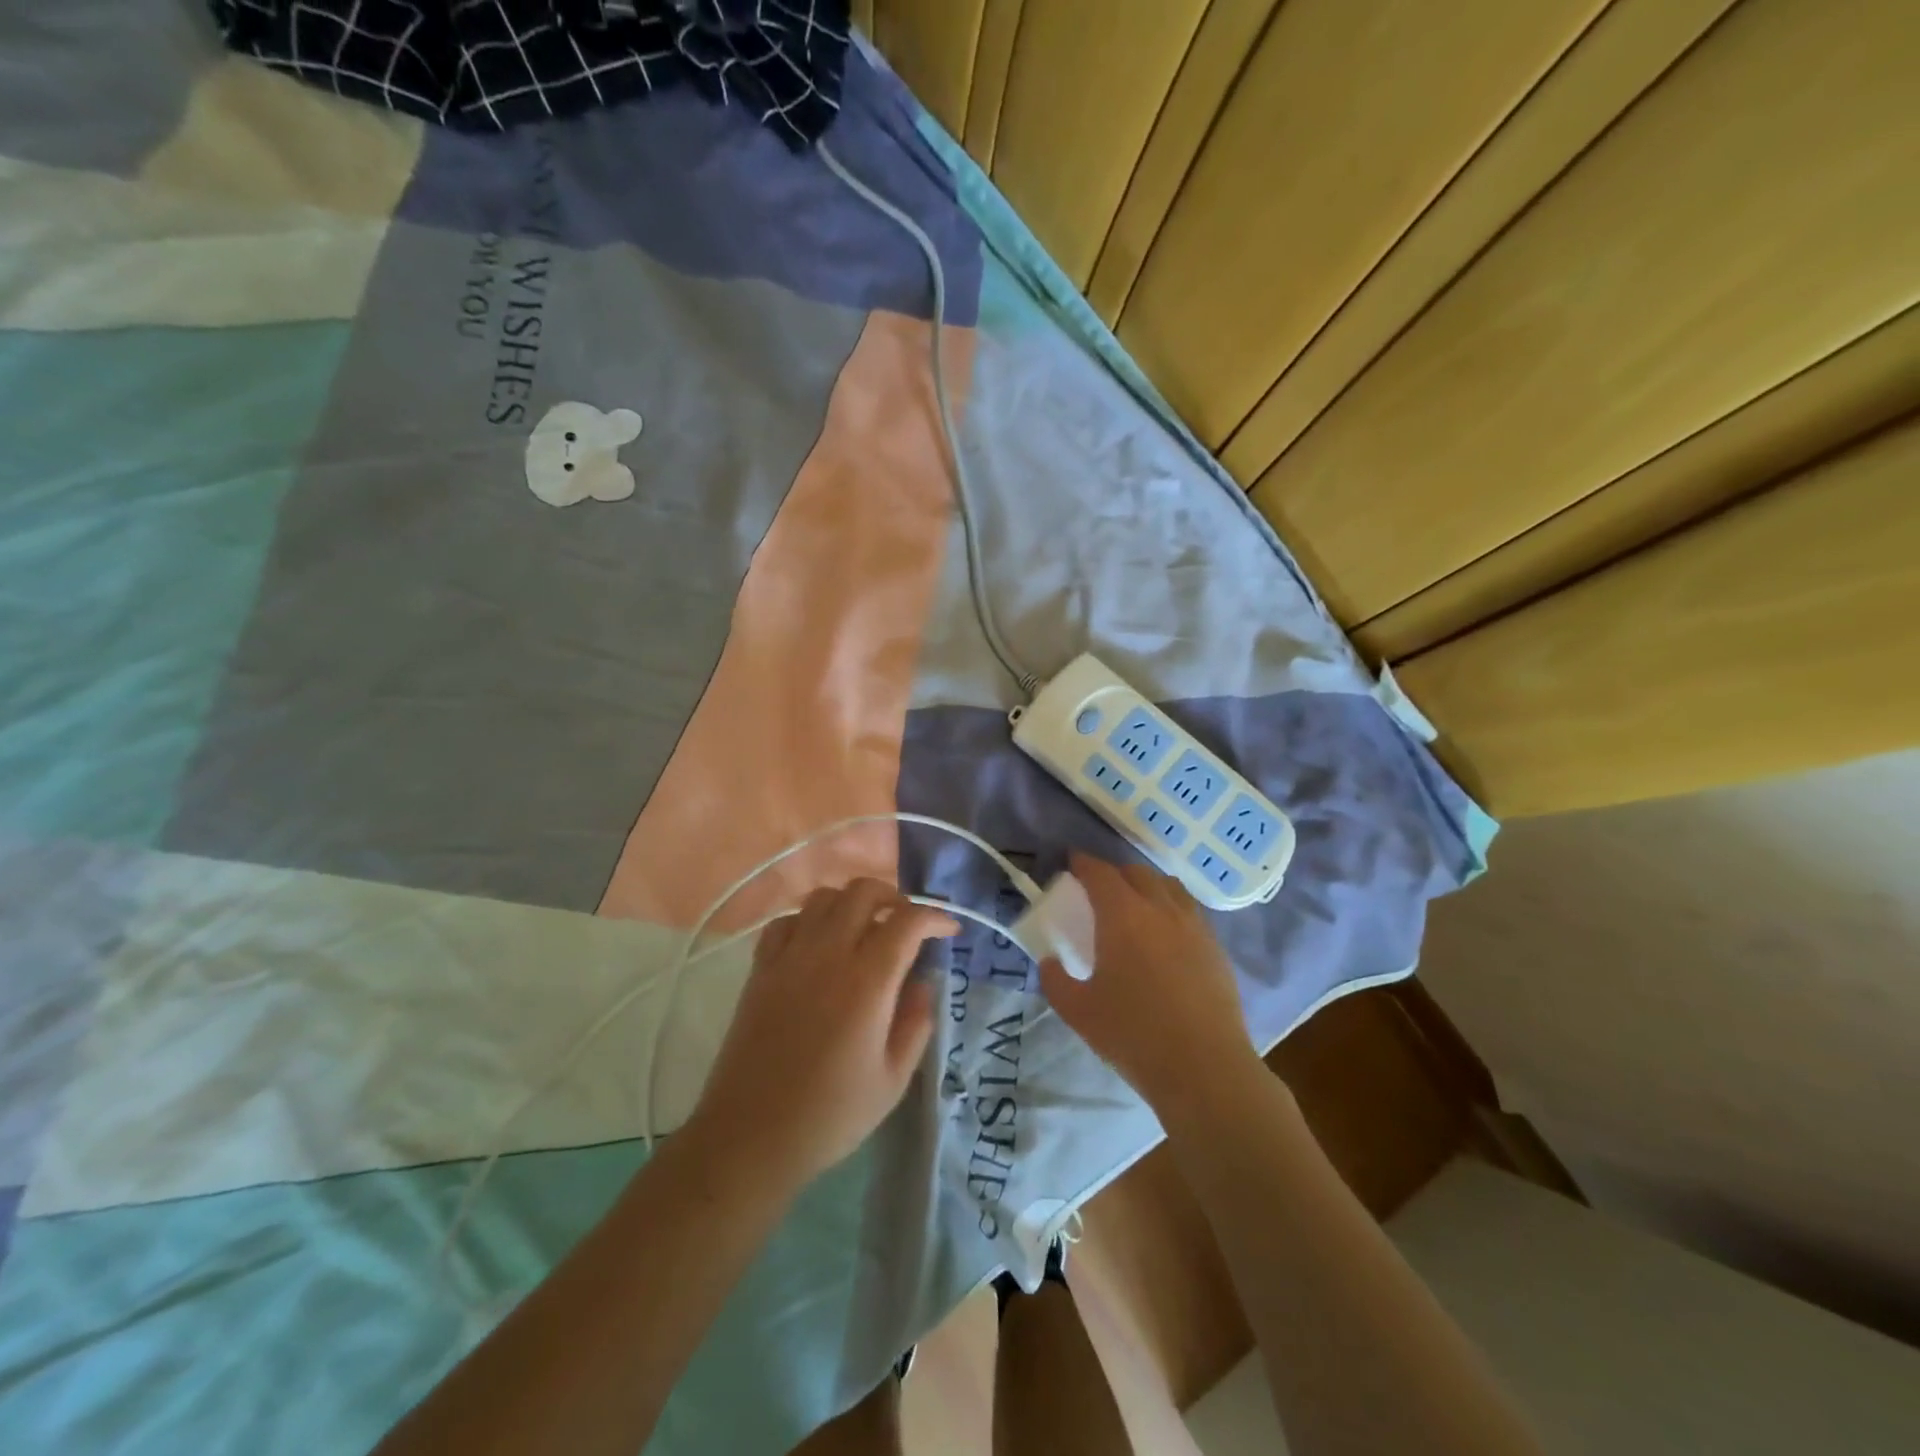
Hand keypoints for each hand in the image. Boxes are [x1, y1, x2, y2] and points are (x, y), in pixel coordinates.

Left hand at [690, 879, 957, 1191]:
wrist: (750, 1136)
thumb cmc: (830, 1115)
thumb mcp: (894, 1079)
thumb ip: (917, 1022)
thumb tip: (924, 982)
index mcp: (868, 981)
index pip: (908, 921)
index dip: (935, 917)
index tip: (949, 931)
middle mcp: (828, 954)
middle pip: (863, 891)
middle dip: (894, 897)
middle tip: (906, 925)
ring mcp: (789, 957)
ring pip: (824, 897)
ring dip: (851, 903)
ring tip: (864, 929)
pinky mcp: (761, 968)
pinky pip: (786, 920)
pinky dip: (809, 920)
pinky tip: (818, 944)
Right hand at [1038, 853, 1256, 1116]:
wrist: (1204, 1068)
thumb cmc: (1133, 1035)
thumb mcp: (1078, 1011)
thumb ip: (1055, 980)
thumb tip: (1049, 961)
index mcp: (1123, 916)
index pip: (1100, 873)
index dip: (1084, 863)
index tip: (1072, 862)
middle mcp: (1160, 909)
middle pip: (1137, 873)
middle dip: (1114, 873)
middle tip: (1099, 889)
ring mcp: (1194, 927)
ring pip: (1169, 887)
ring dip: (1147, 886)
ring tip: (1136, 904)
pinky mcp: (1215, 948)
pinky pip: (1189, 911)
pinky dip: (1171, 908)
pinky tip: (1165, 934)